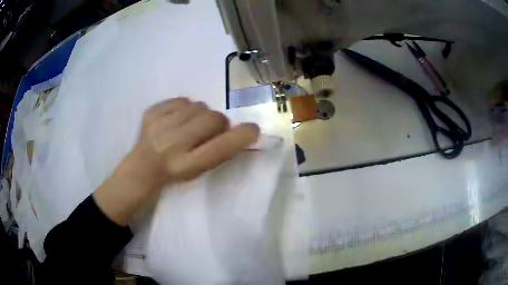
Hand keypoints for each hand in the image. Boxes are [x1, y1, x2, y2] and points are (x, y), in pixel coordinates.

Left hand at [140, 97, 259, 180]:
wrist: (144, 165)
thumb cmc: (176, 170)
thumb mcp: (200, 169)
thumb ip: (219, 151)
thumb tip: (240, 130)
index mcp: (188, 164)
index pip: (221, 147)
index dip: (242, 136)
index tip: (253, 129)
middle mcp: (174, 144)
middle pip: (213, 118)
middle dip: (218, 122)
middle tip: (209, 130)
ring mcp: (160, 126)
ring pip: (198, 106)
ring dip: (200, 114)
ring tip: (190, 125)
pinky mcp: (151, 113)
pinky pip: (181, 100)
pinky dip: (184, 108)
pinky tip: (176, 119)